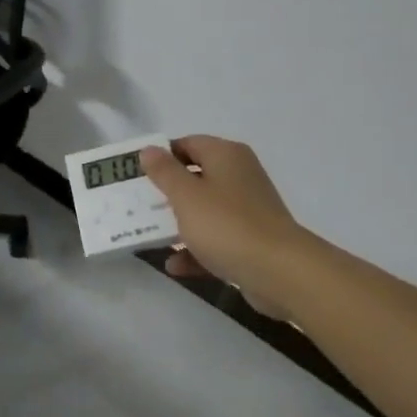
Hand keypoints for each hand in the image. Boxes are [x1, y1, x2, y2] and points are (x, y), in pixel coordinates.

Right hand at [141, 137, 304, 317]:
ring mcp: (248, 210)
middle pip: (195, 178)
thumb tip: (149, 149)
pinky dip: (196, 249)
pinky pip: (217, 239)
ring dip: (179, 224)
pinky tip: (175, 266)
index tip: (136, 175)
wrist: (280, 273)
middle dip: (166, 193)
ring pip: (205, 211)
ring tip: (150, 236)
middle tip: (138, 205)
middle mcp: (239, 176)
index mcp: (226, 156)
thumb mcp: (185, 195)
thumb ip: (164, 171)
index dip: (161, 156)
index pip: (187, 144)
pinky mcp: (252, 240)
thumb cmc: (226, 225)